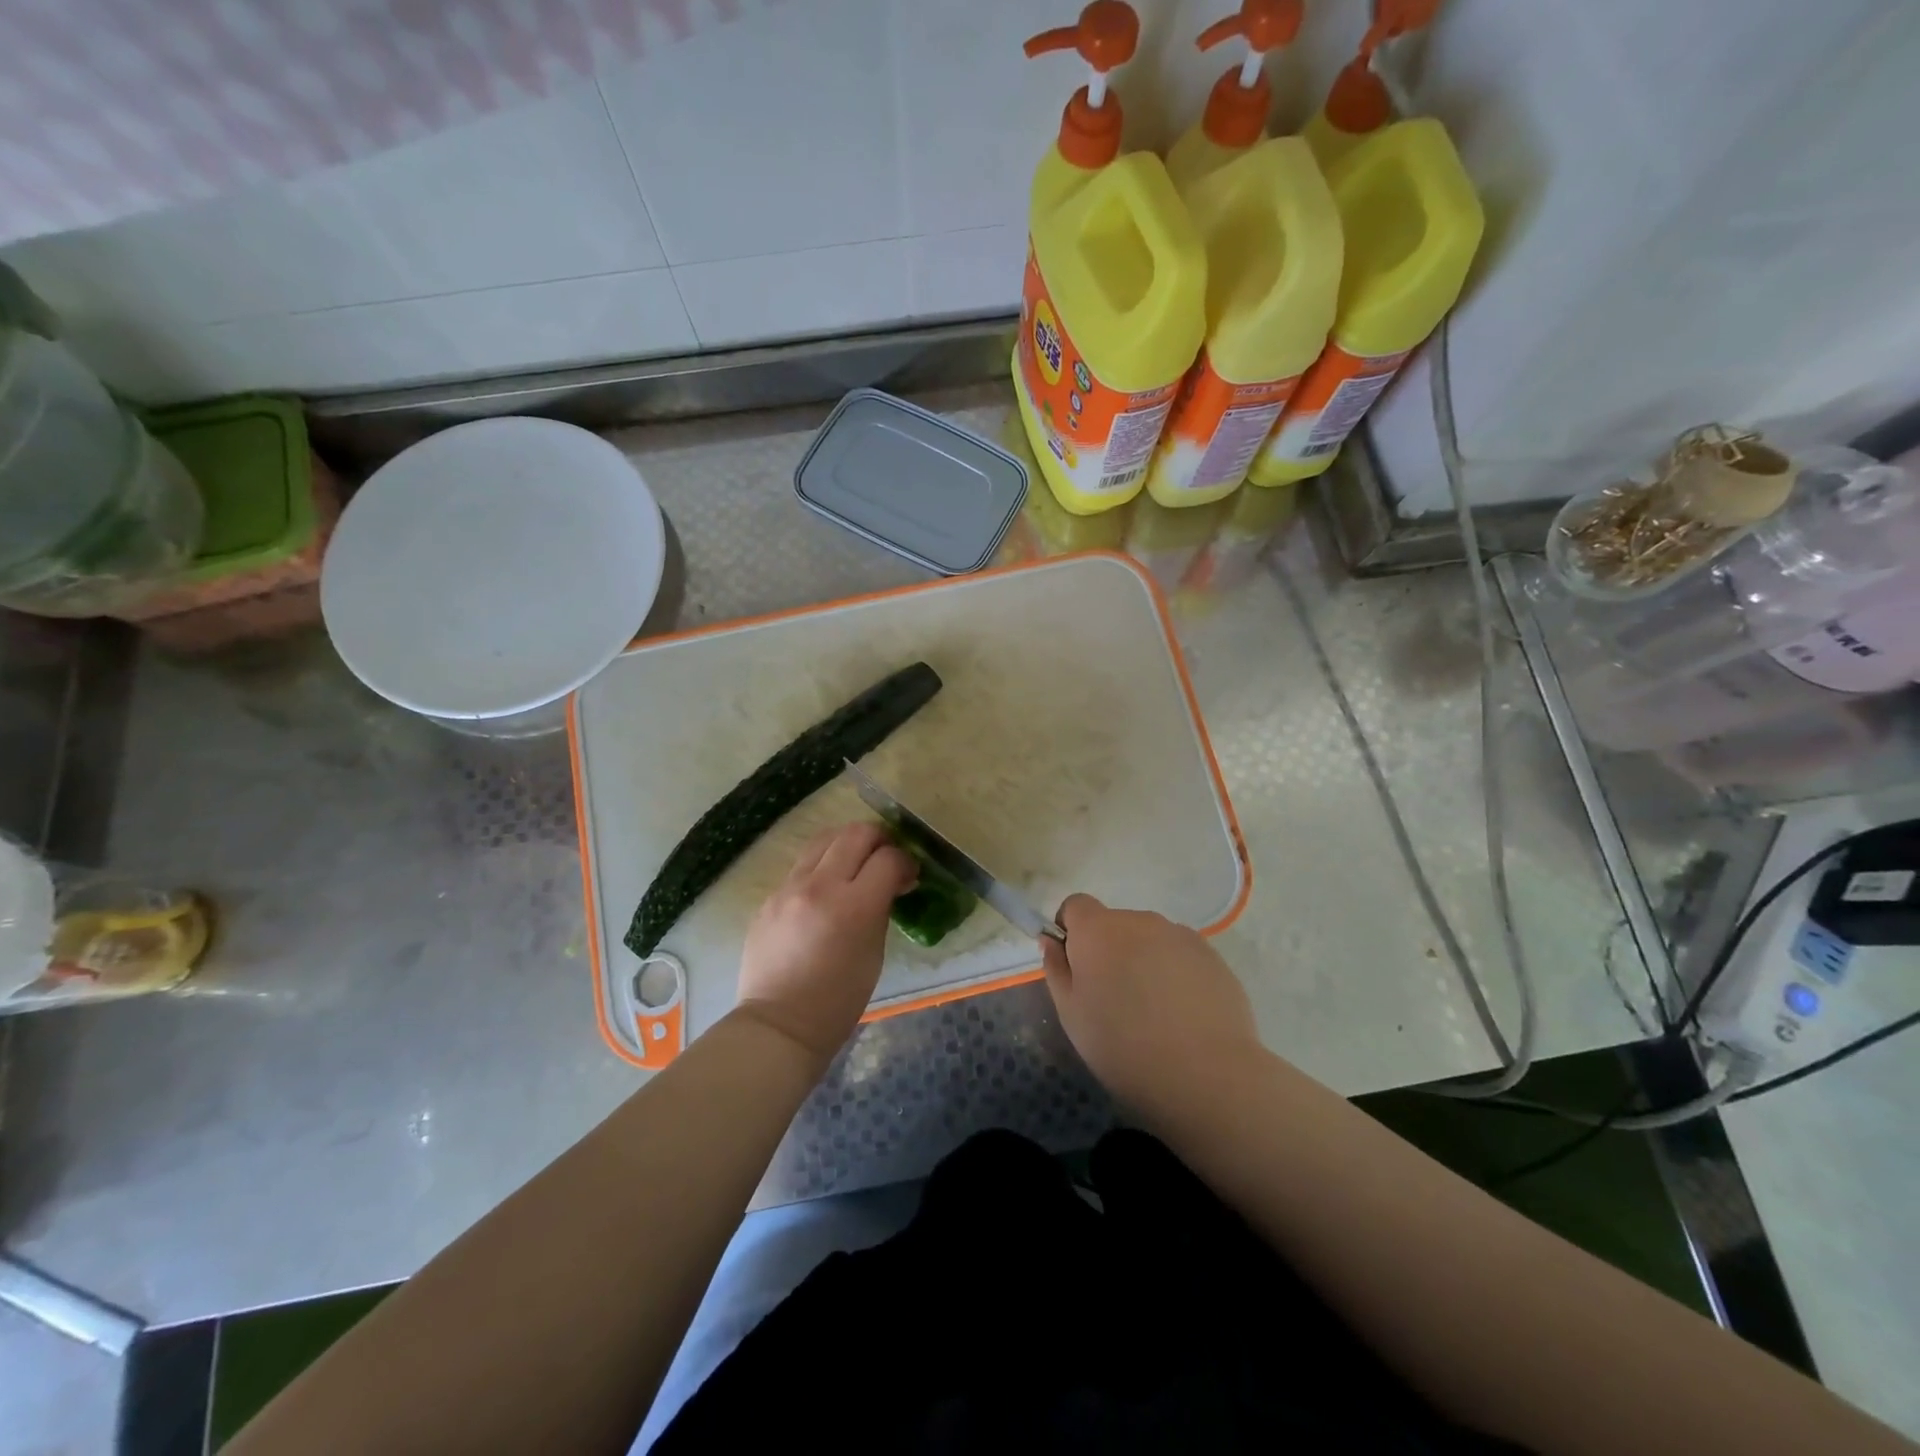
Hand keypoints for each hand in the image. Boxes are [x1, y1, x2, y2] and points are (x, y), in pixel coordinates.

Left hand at [734, 822, 915, 1068]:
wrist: (780, 1024)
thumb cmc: (839, 999)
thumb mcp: (874, 952)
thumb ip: (881, 908)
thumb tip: (889, 883)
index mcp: (854, 906)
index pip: (888, 858)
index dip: (904, 861)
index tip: (909, 875)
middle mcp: (820, 886)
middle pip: (856, 834)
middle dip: (878, 840)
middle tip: (885, 858)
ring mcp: (789, 888)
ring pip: (824, 839)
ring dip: (847, 844)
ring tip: (856, 862)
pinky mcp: (769, 896)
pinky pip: (801, 866)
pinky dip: (821, 867)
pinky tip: (826, 889)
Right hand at [1041, 893, 1260, 1112]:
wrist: (1205, 1075)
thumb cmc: (1122, 1046)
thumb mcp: (1071, 1015)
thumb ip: (1057, 969)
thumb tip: (1052, 941)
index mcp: (1098, 930)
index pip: (1076, 905)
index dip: (1071, 930)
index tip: (1077, 965)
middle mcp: (1139, 921)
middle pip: (1115, 924)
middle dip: (1110, 950)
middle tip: (1115, 998)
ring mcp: (1179, 935)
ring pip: (1150, 939)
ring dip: (1144, 960)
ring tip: (1154, 1010)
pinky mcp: (1211, 955)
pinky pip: (1180, 955)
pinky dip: (1175, 973)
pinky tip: (1183, 1013)